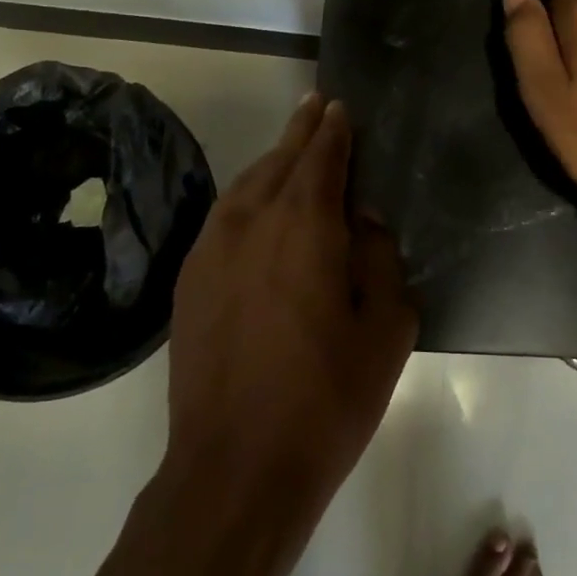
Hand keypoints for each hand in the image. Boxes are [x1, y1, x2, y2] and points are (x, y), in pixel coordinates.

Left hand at [164, 95, 416, 516]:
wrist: (235, 468)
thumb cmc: (328, 397)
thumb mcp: (387, 327)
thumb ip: (380, 258)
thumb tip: (363, 222)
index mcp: (306, 226)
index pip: (322, 157)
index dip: (333, 129)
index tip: (339, 107)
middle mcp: (252, 222)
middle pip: (280, 160)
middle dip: (301, 131)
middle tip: (316, 107)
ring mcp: (211, 250)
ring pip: (246, 185)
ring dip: (272, 161)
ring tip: (291, 149)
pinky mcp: (189, 281)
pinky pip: (223, 217)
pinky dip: (246, 197)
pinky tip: (256, 206)